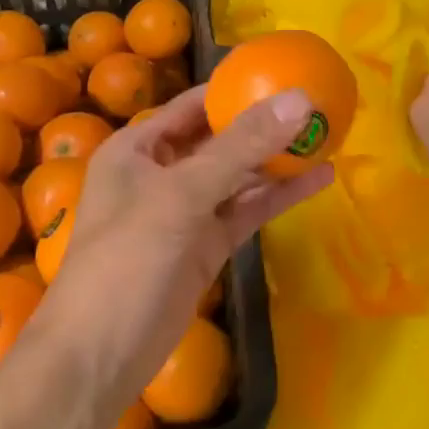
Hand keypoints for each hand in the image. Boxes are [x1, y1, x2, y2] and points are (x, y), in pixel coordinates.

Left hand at [37, 84, 334, 412]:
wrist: (100, 357)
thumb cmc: (128, 259)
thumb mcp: (183, 194)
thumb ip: (241, 146)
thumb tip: (299, 98)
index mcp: (139, 148)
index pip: (194, 104)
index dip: (236, 87)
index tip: (284, 71)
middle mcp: (162, 172)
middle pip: (220, 137)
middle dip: (265, 123)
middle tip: (318, 104)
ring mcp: (186, 211)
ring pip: (238, 175)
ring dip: (277, 159)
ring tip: (328, 135)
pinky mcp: (207, 245)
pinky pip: (246, 209)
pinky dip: (279, 195)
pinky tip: (319, 180)